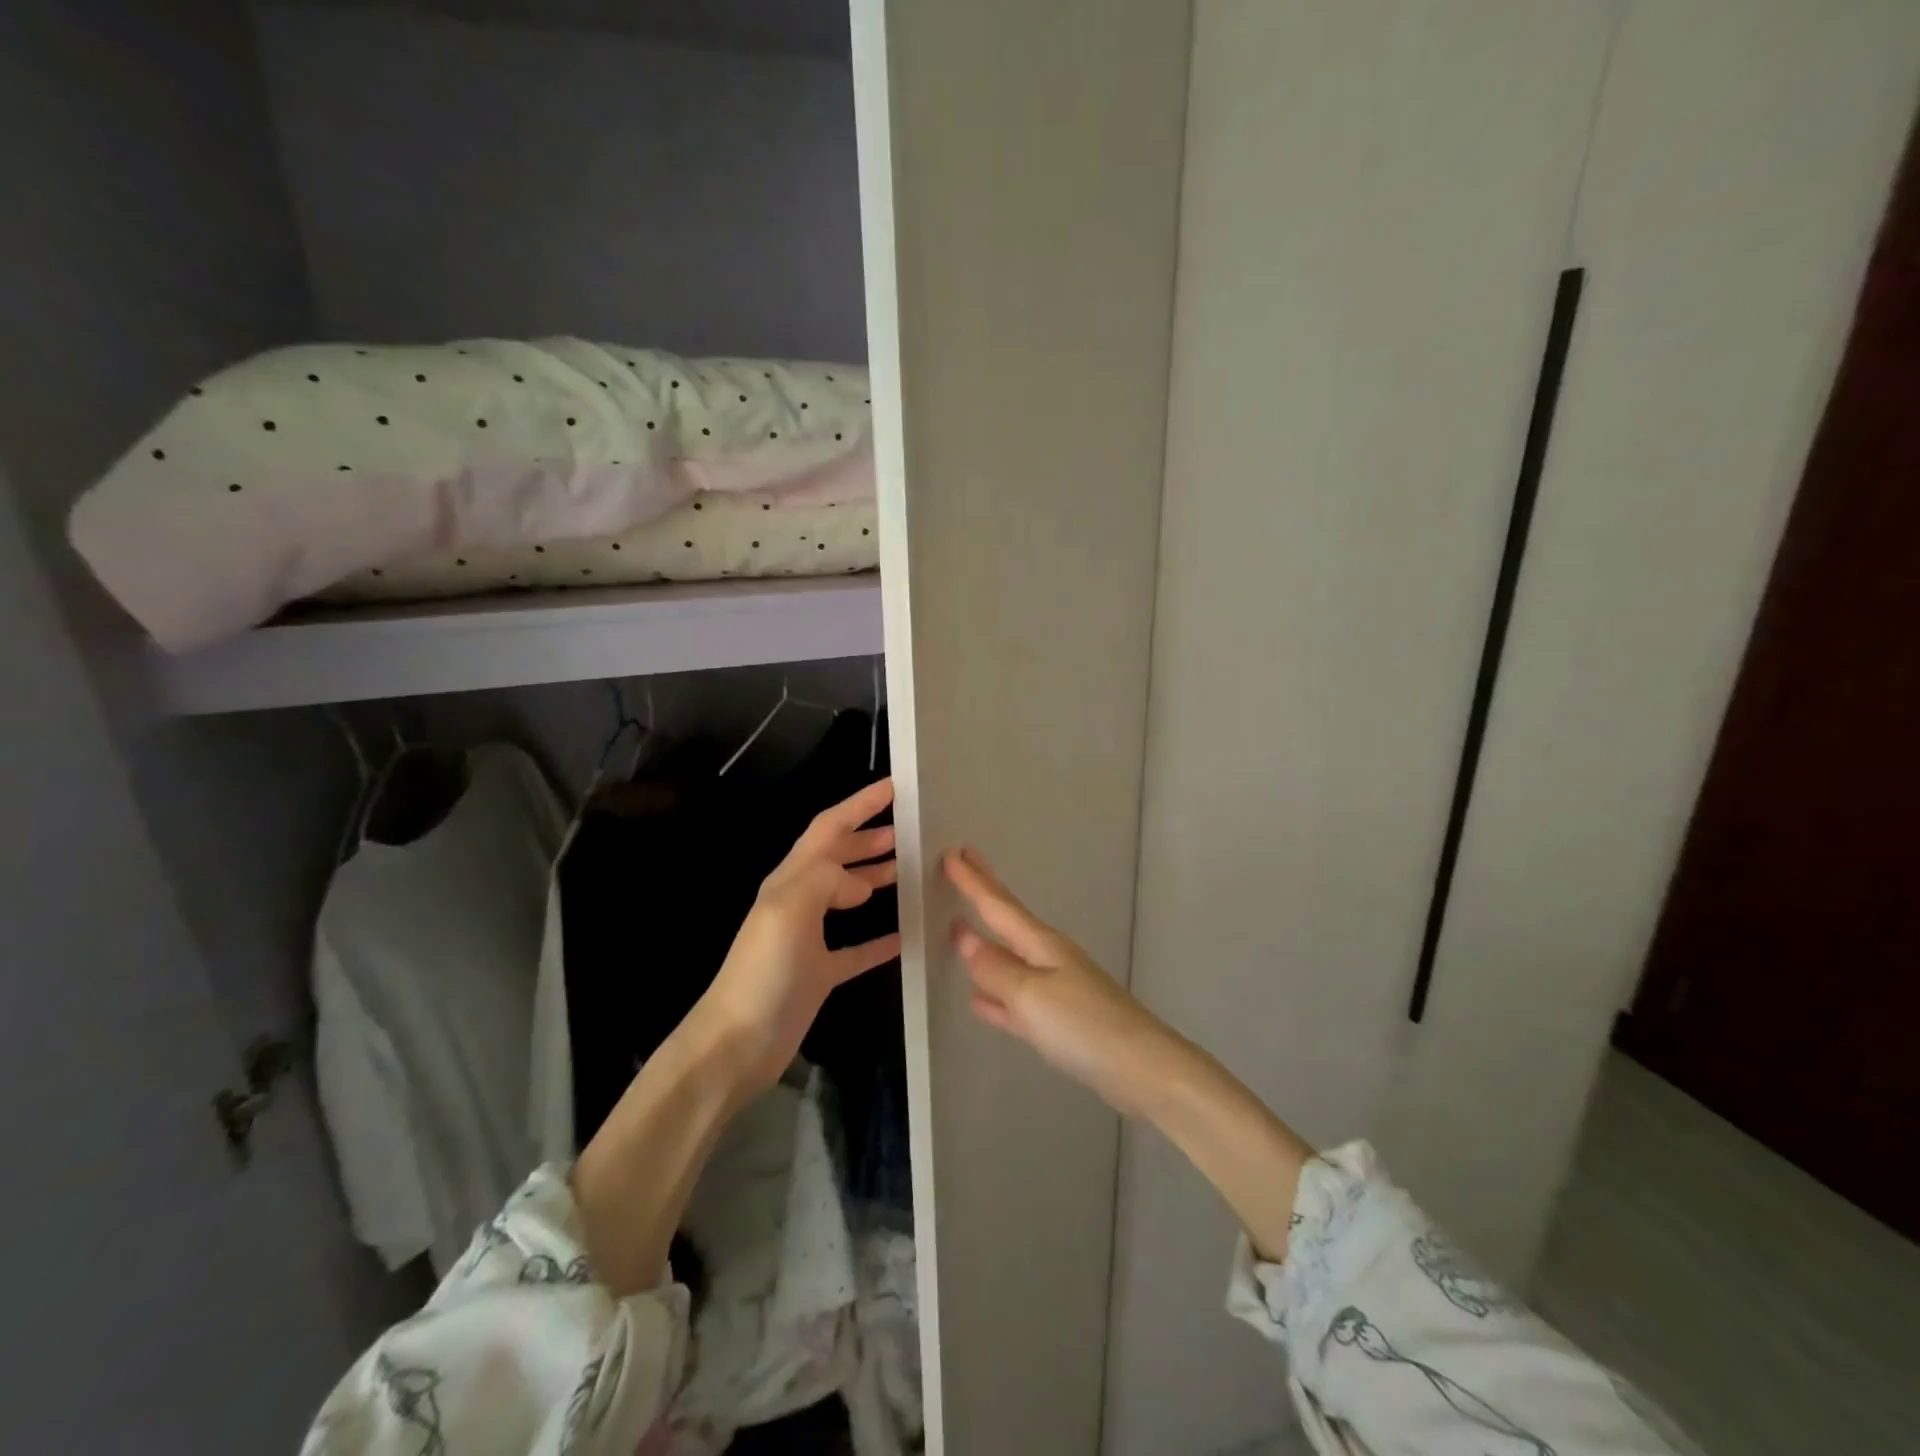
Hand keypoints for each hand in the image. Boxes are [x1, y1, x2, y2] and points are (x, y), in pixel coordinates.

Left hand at [694, 777, 903, 1094]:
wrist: (736, 1043)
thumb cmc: (762, 971)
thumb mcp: (788, 910)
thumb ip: (825, 879)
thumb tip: (860, 883)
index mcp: (791, 880)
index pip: (829, 828)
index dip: (860, 805)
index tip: (895, 787)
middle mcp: (800, 901)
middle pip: (839, 857)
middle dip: (870, 837)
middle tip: (910, 830)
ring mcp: (810, 938)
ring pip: (848, 895)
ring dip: (876, 877)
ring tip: (910, 869)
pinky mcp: (820, 973)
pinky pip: (857, 948)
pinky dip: (880, 938)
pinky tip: (905, 936)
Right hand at [943, 845, 1167, 1114]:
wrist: (1139, 1068)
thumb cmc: (1083, 1023)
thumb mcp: (1031, 994)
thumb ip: (995, 968)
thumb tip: (964, 937)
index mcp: (1041, 944)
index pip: (998, 905)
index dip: (973, 881)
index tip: (952, 852)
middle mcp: (1047, 958)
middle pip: (1007, 920)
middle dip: (985, 891)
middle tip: (964, 860)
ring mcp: (1054, 989)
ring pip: (1008, 957)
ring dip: (984, 940)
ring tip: (961, 924)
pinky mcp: (1057, 1022)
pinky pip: (1015, 1000)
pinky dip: (994, 995)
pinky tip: (977, 999)